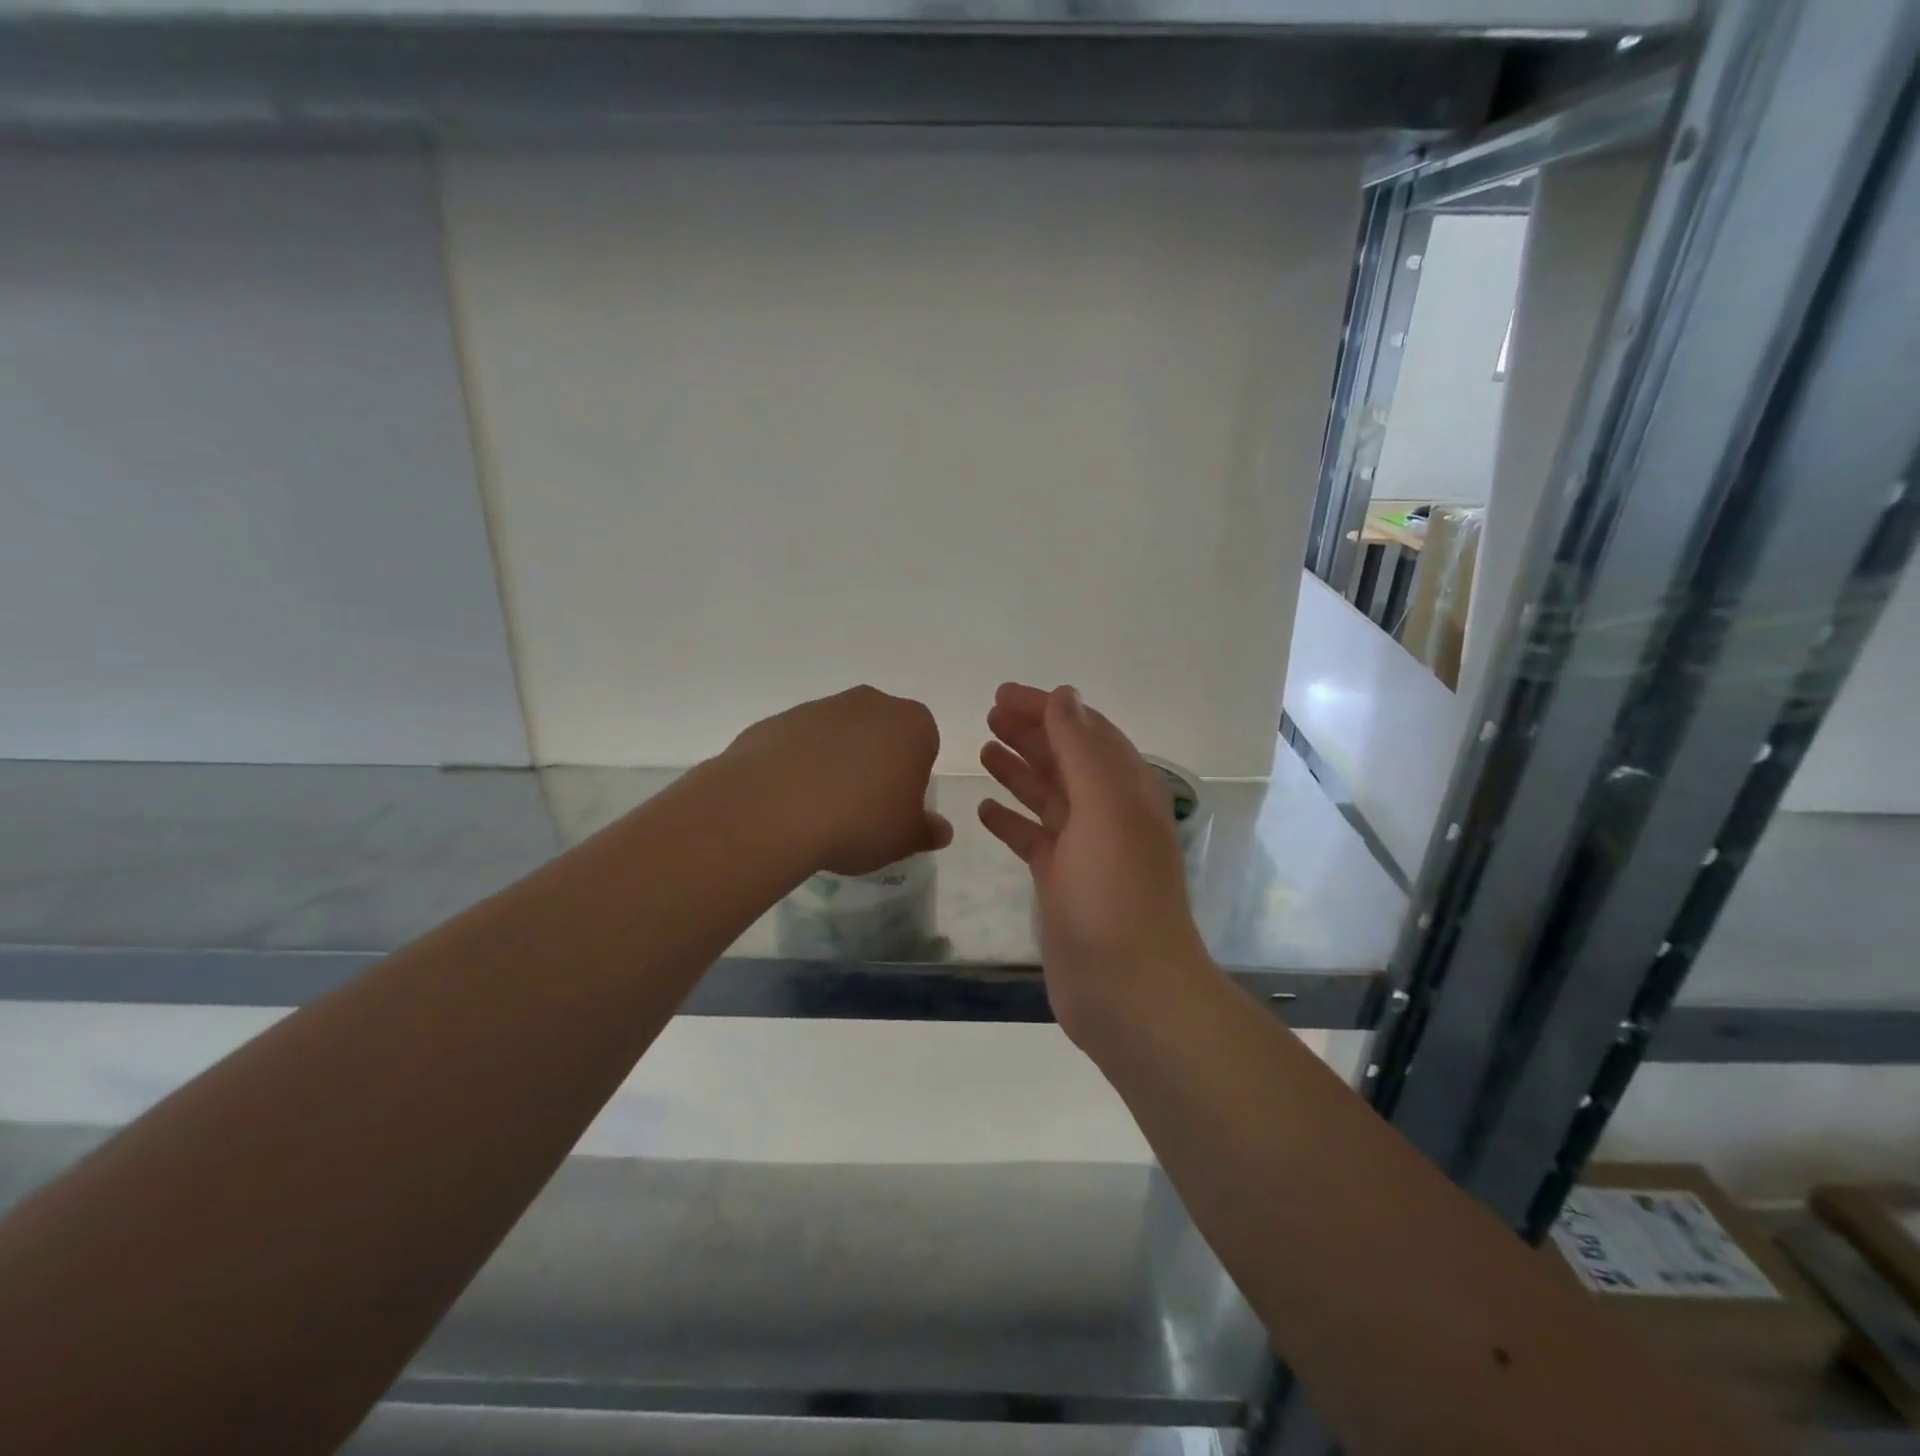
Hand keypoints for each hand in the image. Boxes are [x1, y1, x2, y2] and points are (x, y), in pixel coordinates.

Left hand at [728, 685, 952, 875]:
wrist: (773, 809)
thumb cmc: (859, 820)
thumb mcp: (904, 838)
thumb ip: (926, 831)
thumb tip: (940, 830)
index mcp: (912, 724)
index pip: (924, 745)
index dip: (913, 778)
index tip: (896, 808)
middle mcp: (869, 703)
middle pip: (881, 733)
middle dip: (876, 763)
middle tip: (862, 808)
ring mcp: (820, 707)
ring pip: (838, 736)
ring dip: (835, 763)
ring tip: (820, 809)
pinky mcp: (778, 720)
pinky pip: (799, 744)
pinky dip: (799, 766)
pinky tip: (790, 801)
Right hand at [978, 683, 1210, 1042]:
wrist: (1128, 990)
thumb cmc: (1116, 892)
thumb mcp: (1104, 808)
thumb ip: (1082, 749)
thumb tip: (1066, 696)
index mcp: (1126, 789)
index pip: (1085, 731)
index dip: (1048, 708)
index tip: (1003, 694)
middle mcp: (1107, 813)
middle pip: (1065, 759)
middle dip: (1030, 733)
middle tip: (988, 715)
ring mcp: (1084, 850)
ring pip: (1047, 796)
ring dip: (1019, 769)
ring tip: (983, 749)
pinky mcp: (1062, 883)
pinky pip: (1033, 838)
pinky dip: (1010, 820)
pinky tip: (984, 809)